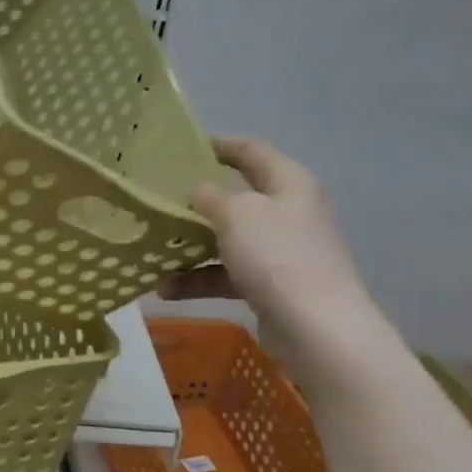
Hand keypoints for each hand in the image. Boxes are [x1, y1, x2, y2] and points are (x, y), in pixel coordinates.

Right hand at [161, 136, 373, 356]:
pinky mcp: (275, 286)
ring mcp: (284, 252)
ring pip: (230, 241)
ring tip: (155, 253)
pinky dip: (201, 279)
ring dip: (193, 248)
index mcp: (290, 183)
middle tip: (164, 200)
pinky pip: (230, 275)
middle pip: (240, 199)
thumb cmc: (276, 254)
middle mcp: (290, 213)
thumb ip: (211, 197)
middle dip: (200, 203)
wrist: (317, 327)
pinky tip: (167, 290)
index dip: (222, 145)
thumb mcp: (236, 214)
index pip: (253, 151)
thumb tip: (201, 193)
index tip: (188, 145)